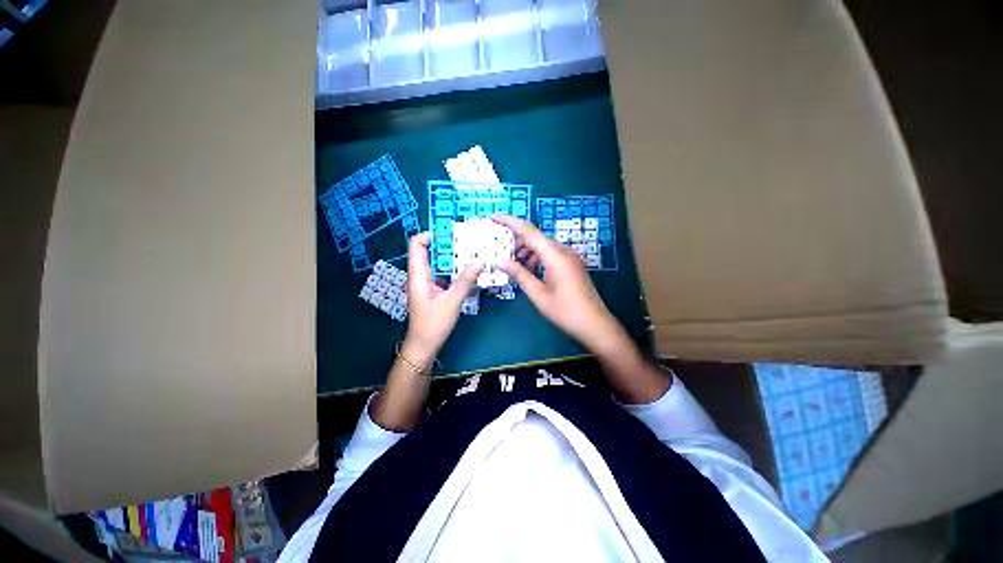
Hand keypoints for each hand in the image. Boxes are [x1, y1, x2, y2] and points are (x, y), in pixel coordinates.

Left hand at [402, 232, 479, 366]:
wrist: (424, 345)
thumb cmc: (433, 325)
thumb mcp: (452, 303)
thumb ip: (465, 282)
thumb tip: (479, 262)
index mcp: (418, 275)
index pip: (416, 244)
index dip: (431, 234)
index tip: (452, 234)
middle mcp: (421, 275)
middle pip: (430, 251)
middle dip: (448, 244)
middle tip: (468, 242)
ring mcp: (428, 282)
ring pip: (439, 262)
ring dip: (454, 257)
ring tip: (472, 253)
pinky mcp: (435, 289)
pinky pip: (444, 273)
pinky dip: (455, 269)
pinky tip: (469, 270)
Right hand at [493, 215, 622, 353]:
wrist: (594, 324)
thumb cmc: (565, 311)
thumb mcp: (538, 294)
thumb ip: (519, 275)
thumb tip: (501, 262)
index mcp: (555, 255)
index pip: (529, 231)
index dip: (510, 222)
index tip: (494, 217)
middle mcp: (564, 250)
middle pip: (536, 238)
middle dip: (516, 242)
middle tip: (500, 252)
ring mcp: (570, 257)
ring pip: (543, 246)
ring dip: (527, 252)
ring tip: (514, 265)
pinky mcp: (572, 264)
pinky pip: (551, 254)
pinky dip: (537, 258)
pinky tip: (530, 271)